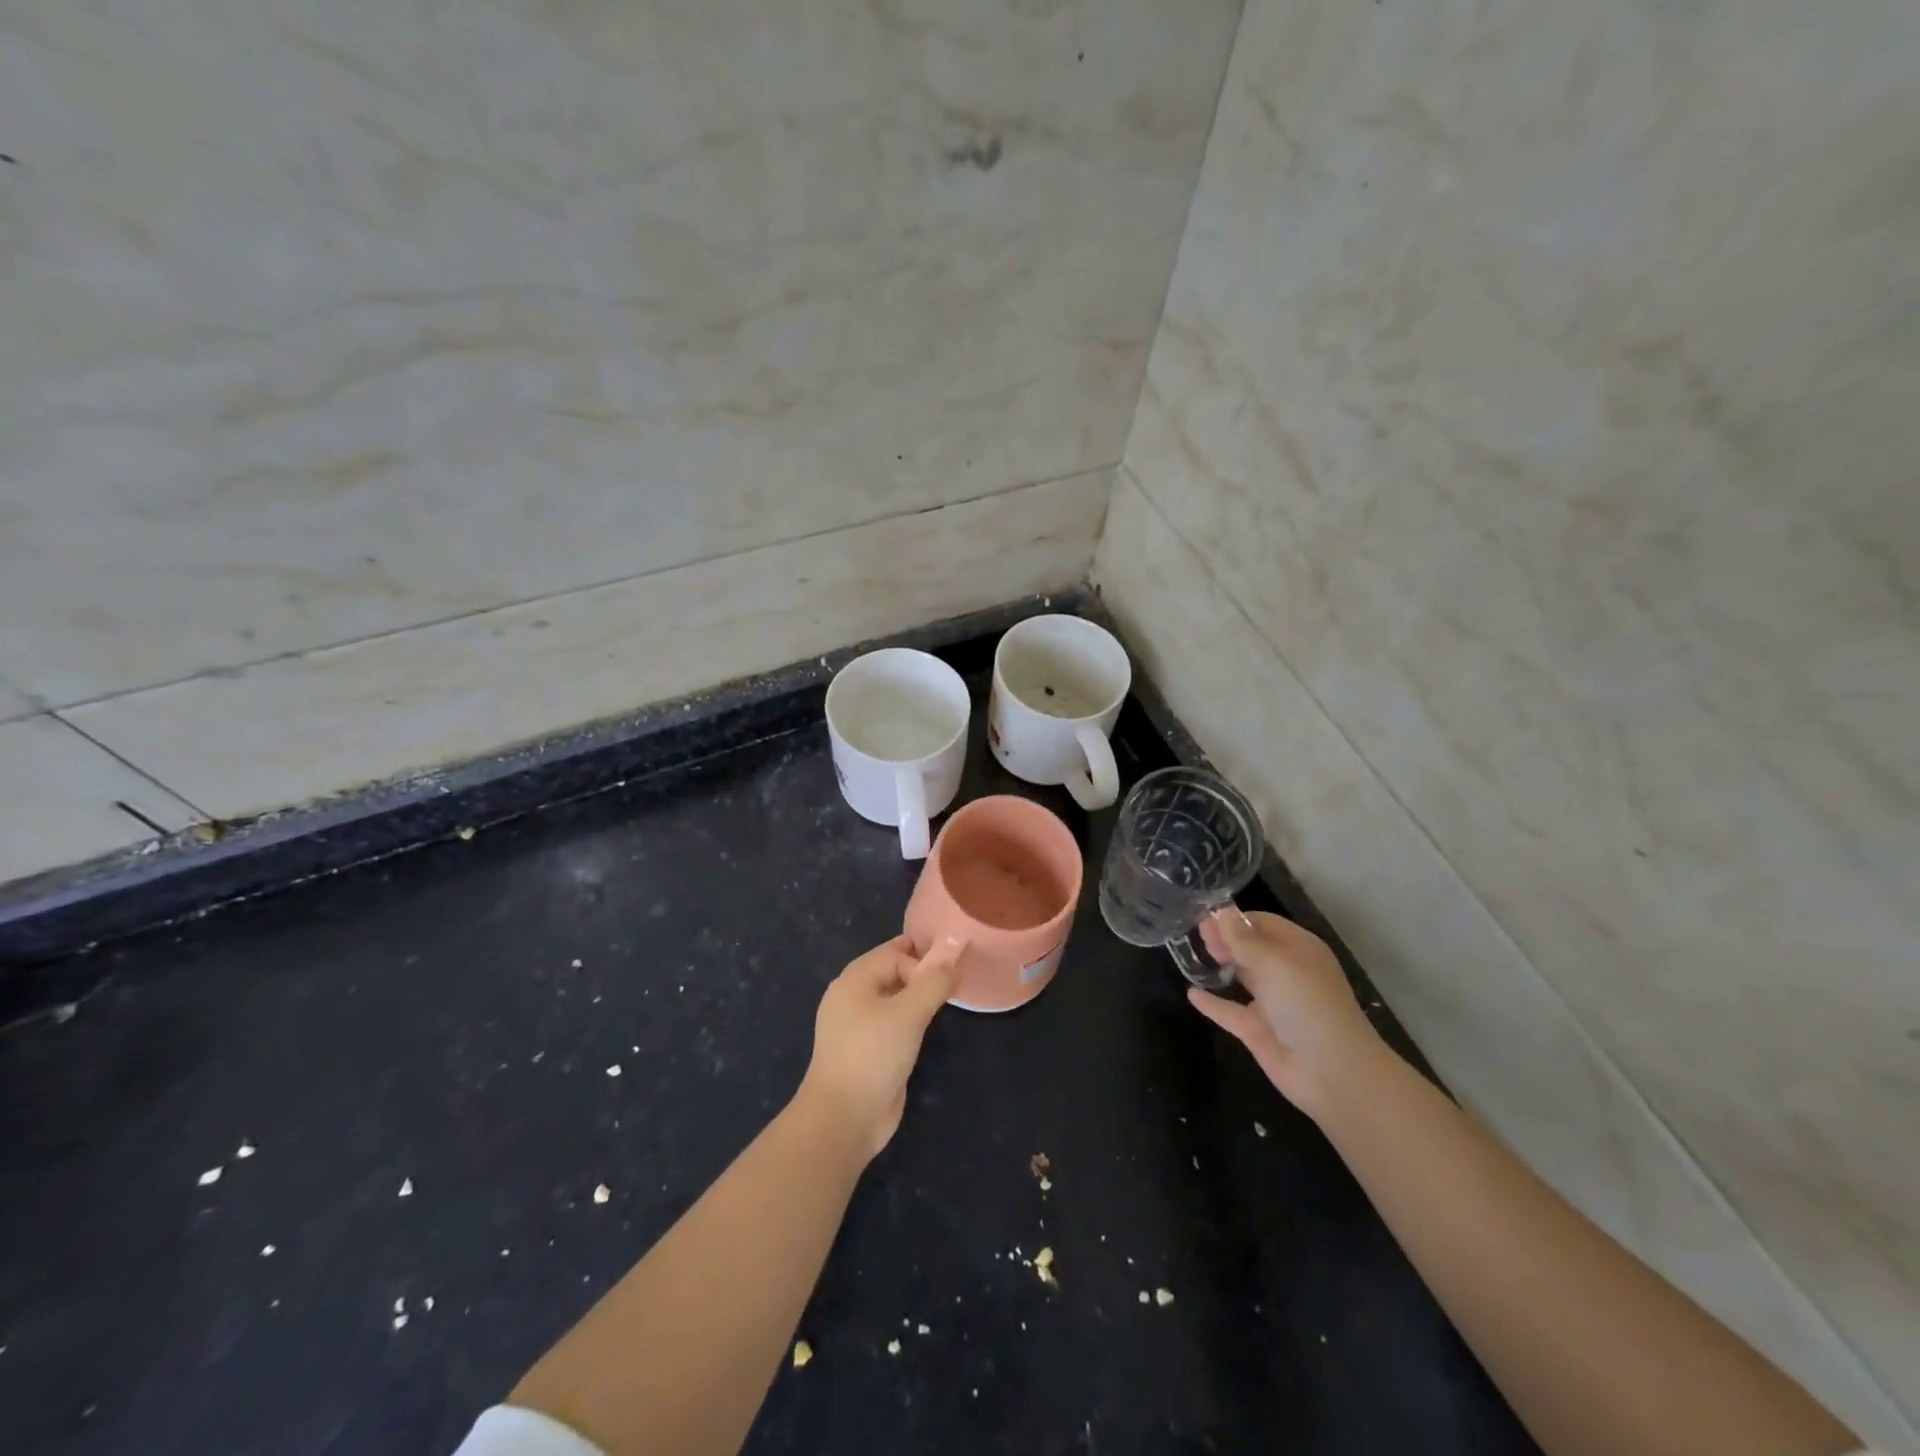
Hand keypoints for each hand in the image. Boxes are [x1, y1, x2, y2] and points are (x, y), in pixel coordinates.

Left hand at [800, 934, 965, 1159]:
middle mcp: (852, 996)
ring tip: (942, 1006)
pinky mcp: (865, 1050)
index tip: (949, 979)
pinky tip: (925, 1031)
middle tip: (951, 987)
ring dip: (917, 998)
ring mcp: (857, 1025)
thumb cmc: (873, 1055)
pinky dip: (909, 1020)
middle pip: (892, 971)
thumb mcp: (909, 1013)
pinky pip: (891, 1022)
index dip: (923, 960)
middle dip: (922, 975)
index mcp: (854, 979)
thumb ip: (933, 982)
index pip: (895, 952)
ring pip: (893, 998)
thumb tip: (954, 959)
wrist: (844, 1118)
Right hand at [1188, 910, 1382, 1117]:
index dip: (1234, 919)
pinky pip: (1229, 1011)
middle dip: (1225, 938)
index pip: (1263, 923)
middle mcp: (1285, 972)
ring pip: (1241, 977)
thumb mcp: (1274, 962)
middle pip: (1250, 947)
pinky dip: (1212, 1003)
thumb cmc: (1306, 1004)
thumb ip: (1242, 939)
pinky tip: (1191, 993)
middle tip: (1197, 935)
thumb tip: (1221, 912)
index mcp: (1297, 949)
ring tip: (1189, 954)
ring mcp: (1271, 1002)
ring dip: (1219, 965)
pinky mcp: (1258, 1030)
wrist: (1331, 1072)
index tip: (1203, 918)